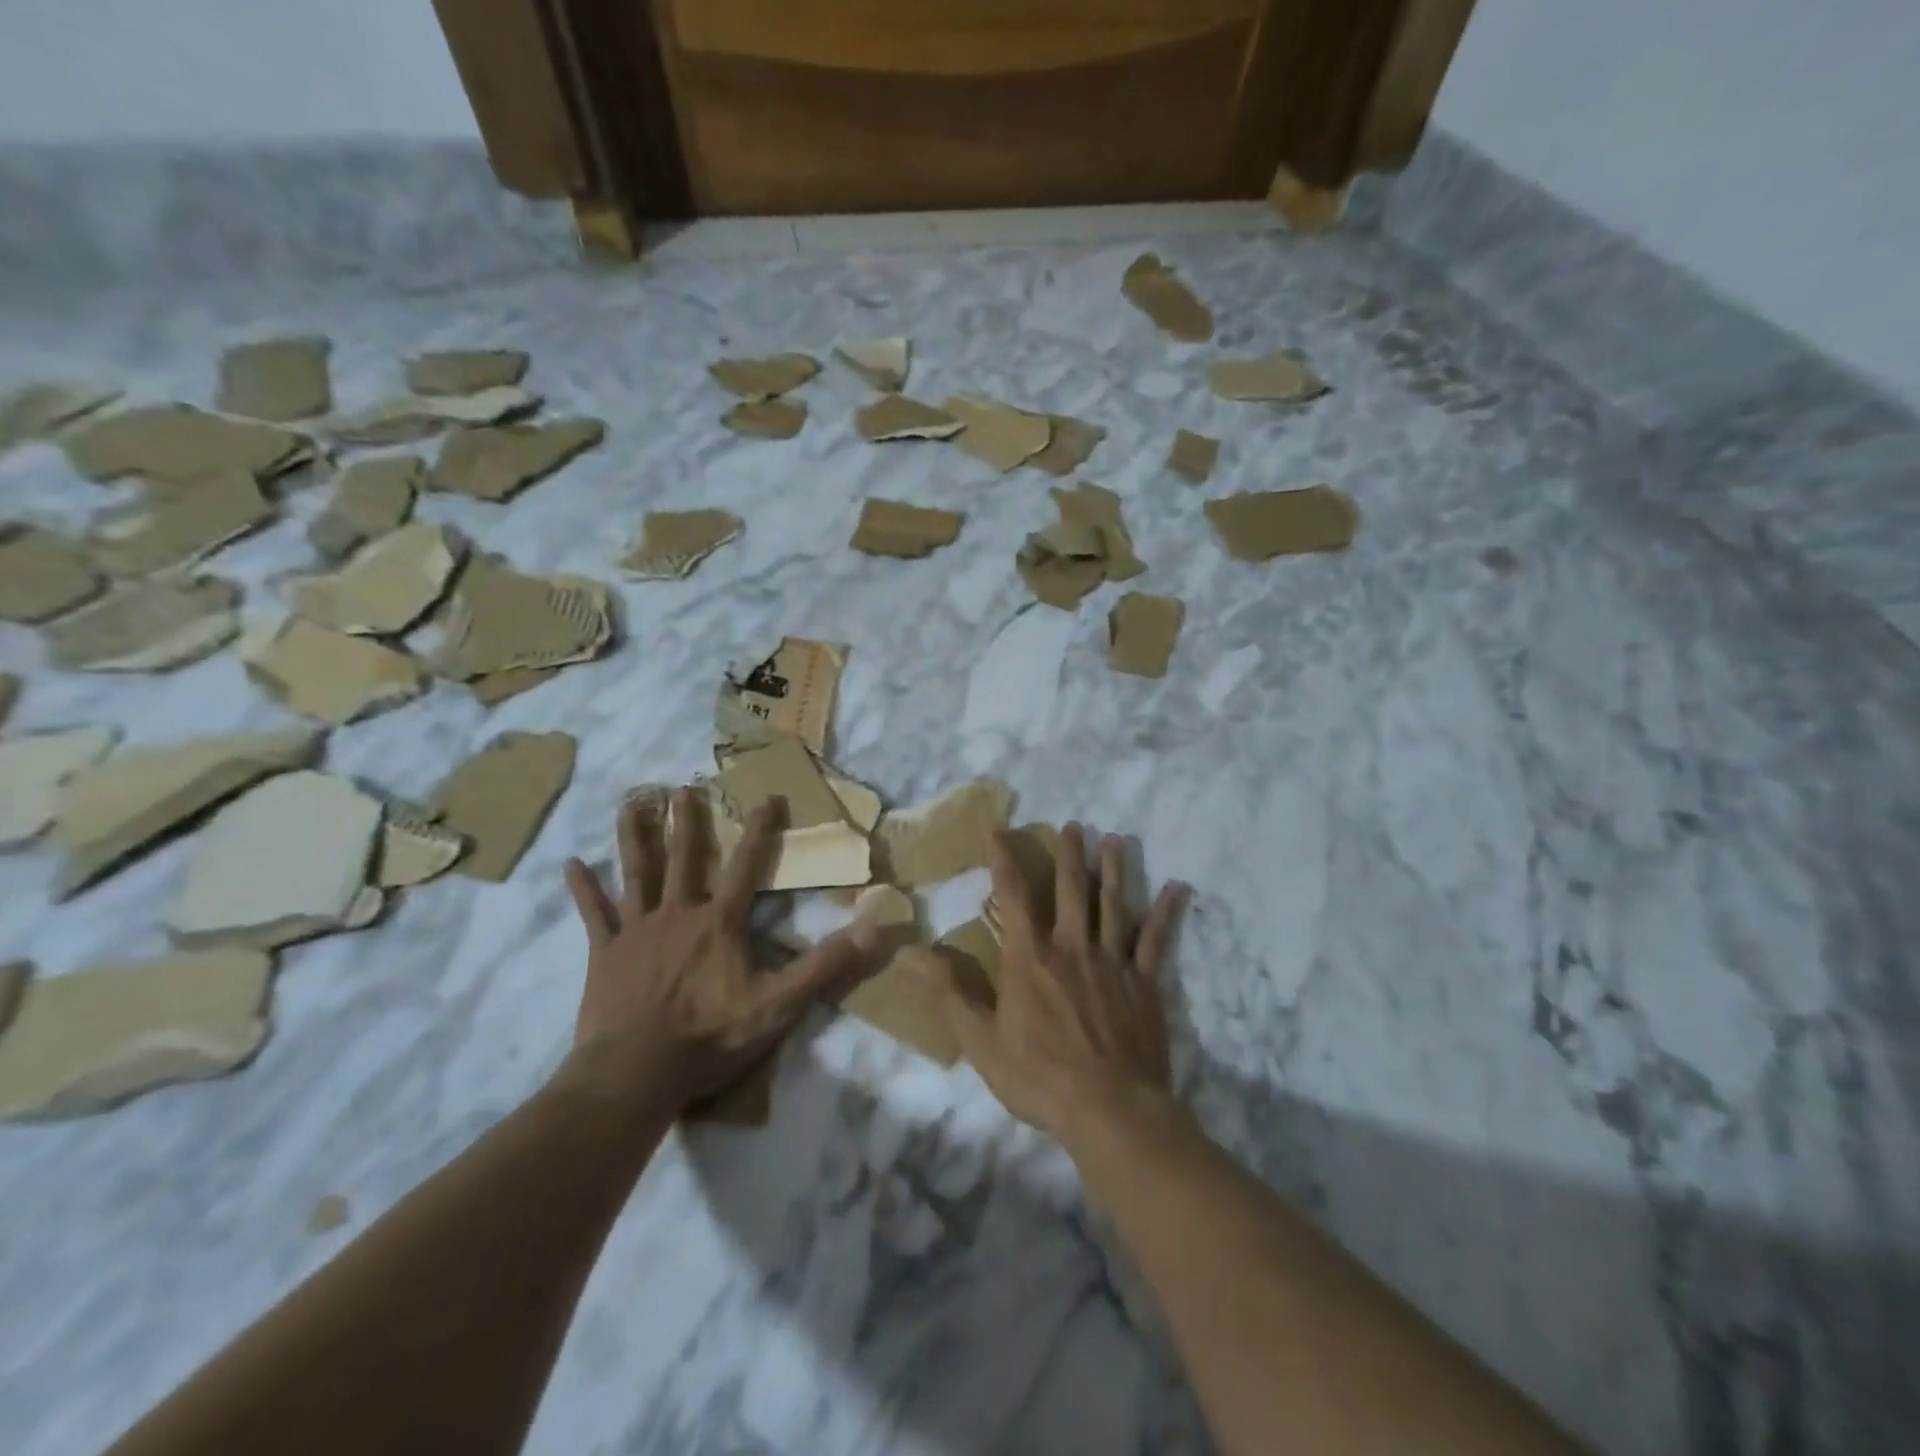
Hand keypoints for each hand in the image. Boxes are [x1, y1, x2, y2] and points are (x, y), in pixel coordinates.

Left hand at [561, 789, 878, 1109]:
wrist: (636, 1073)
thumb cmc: (710, 1037)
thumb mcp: (779, 1004)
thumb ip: (825, 965)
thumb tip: (874, 929)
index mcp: (720, 922)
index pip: (746, 866)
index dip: (759, 831)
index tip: (767, 797)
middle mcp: (678, 913)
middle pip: (684, 858)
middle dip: (687, 822)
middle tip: (683, 788)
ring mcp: (637, 930)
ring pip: (636, 873)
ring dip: (636, 837)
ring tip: (632, 803)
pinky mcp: (605, 953)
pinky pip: (593, 913)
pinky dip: (583, 888)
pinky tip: (571, 863)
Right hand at [926, 822, 1185, 1143]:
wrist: (1109, 1110)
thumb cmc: (1038, 1076)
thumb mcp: (980, 1040)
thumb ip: (949, 992)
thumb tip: (911, 952)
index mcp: (1030, 958)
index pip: (1013, 897)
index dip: (1004, 861)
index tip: (1000, 832)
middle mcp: (1071, 947)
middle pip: (1070, 890)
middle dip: (1069, 854)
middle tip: (1074, 825)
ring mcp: (1112, 961)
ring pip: (1113, 904)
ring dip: (1113, 870)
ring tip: (1115, 839)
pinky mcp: (1144, 982)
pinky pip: (1156, 940)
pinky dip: (1166, 912)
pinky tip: (1178, 888)